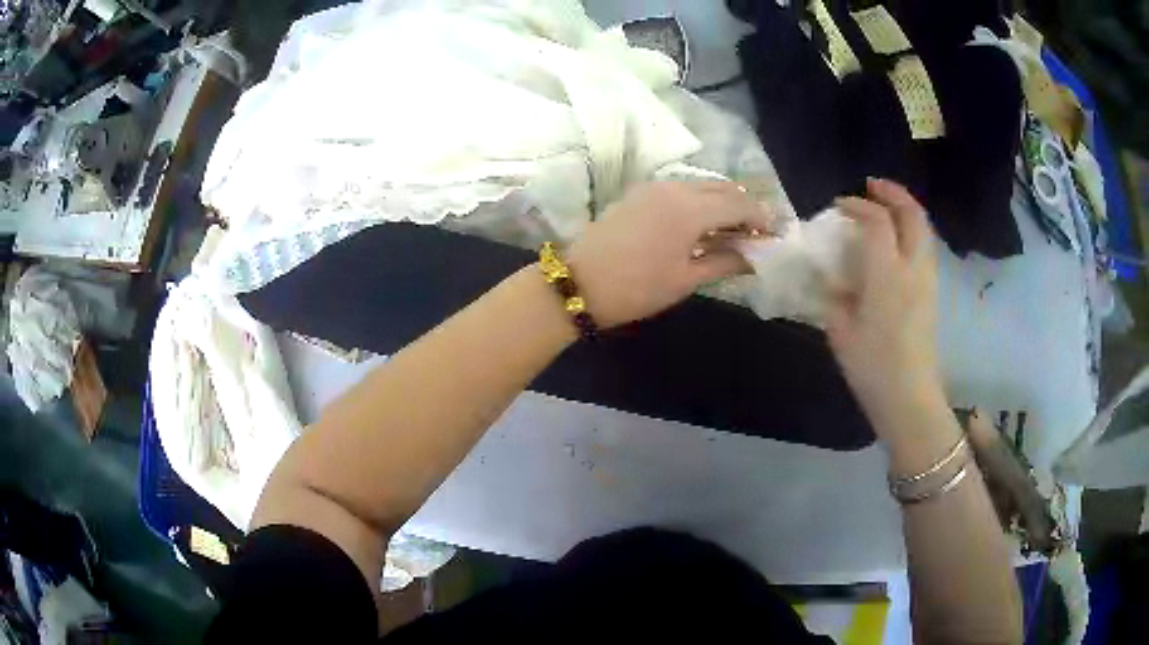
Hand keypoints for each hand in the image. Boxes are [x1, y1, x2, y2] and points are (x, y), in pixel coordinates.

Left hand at [566, 181, 769, 327]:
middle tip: (755, 233)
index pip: (740, 204)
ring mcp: (654, 187)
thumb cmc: (636, 288)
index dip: (761, 218)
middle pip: (723, 188)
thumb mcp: (686, 279)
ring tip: (731, 231)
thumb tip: (754, 257)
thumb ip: (724, 261)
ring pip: (701, 185)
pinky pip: (681, 189)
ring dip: (722, 202)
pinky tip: (702, 224)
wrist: (578, 282)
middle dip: (744, 207)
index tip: (774, 235)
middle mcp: (676, 188)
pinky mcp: (639, 193)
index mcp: (691, 208)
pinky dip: (700, 201)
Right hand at [826, 179, 942, 431]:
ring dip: (905, 210)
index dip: (856, 206)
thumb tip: (831, 277)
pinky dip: (911, 231)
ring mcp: (927, 280)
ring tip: (885, 208)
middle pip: (912, 214)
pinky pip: (925, 248)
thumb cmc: (871, 367)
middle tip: (872, 187)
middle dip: (892, 193)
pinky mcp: (932, 293)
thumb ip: (834, 294)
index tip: (839, 206)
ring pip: (924, 229)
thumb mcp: (840, 330)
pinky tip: (896, 242)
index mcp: (887, 275)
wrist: (909, 398)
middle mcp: (913, 269)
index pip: (876, 222)